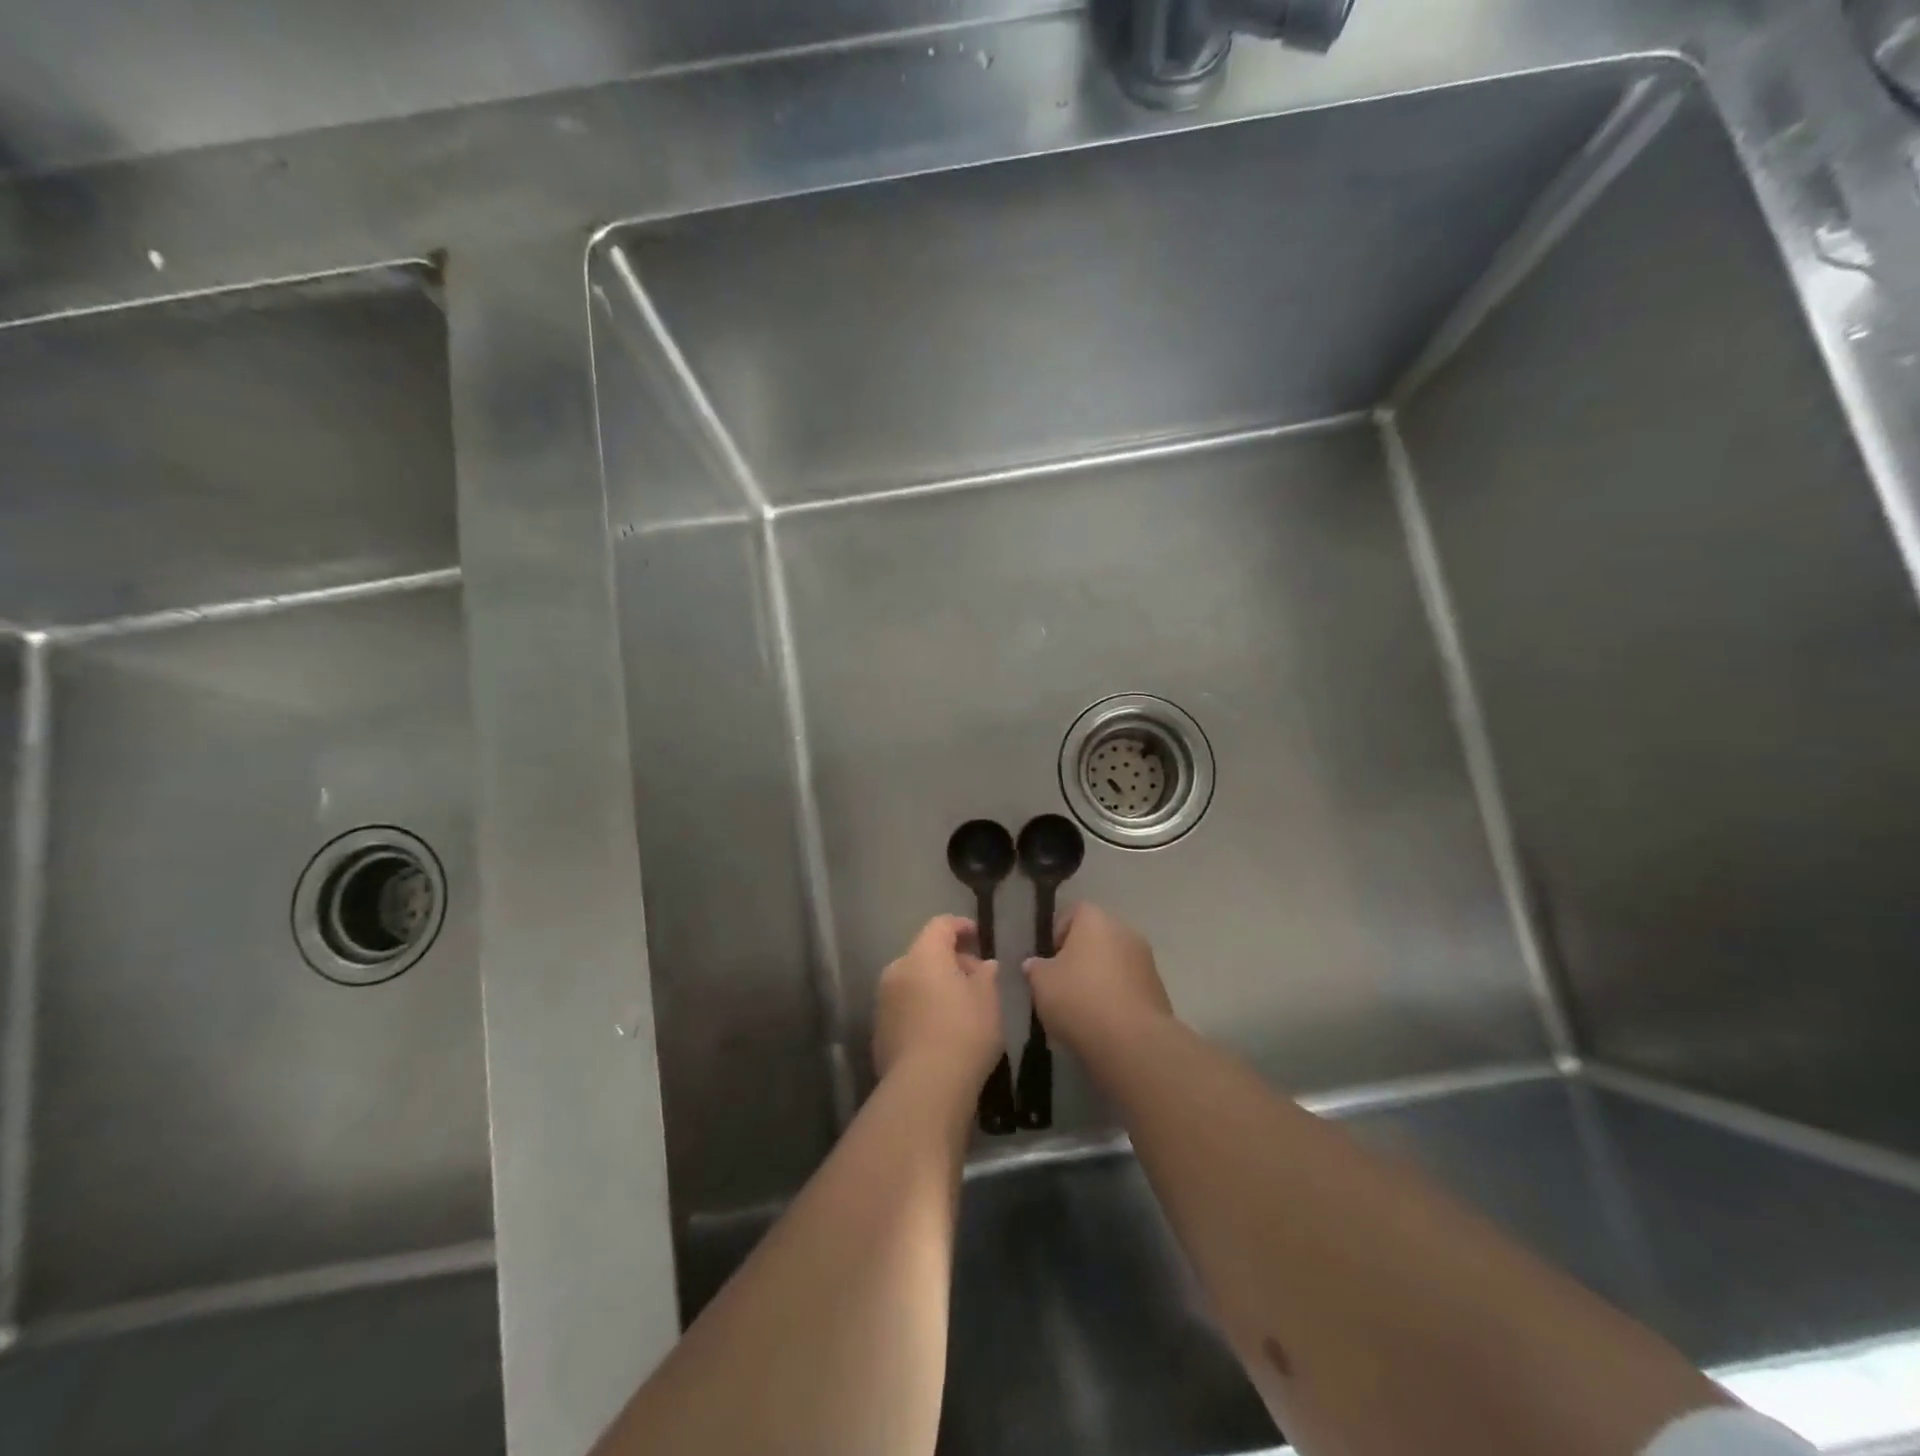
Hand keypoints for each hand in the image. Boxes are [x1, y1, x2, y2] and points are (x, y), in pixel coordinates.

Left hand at [873, 915, 1003, 1085]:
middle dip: (950, 960)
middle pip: (924, 953)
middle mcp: (897, 970)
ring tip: (960, 1006)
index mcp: (924, 955)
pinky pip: (904, 1006)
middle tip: (975, 978)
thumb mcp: (988, 1001)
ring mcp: (883, 1001)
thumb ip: (986, 976)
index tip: (978, 935)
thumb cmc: (964, 1033)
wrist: (924, 1088)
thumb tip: (984, 965)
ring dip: (934, 985)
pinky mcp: (879, 1030)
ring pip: (912, 981)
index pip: (940, 925)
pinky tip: (940, 1030)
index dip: (960, 926)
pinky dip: (921, 1008)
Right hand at [1025, 902, 1173, 1051]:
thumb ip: (1035, 968)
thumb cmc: (1079, 998)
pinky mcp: (1159, 990)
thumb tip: (1034, 964)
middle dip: (1081, 956)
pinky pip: (1130, 985)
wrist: (1132, 1040)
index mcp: (1095, 920)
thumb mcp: (1041, 983)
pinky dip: (1117, 996)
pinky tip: (1104, 1021)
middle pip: (1097, 936)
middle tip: (1062, 982)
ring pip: (1115, 961)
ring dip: (1100, 977)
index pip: (1074, 911)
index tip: (1049, 958)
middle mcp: (1125, 931)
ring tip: (1082, 1006)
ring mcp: (1146, 960)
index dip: (1059, 931)